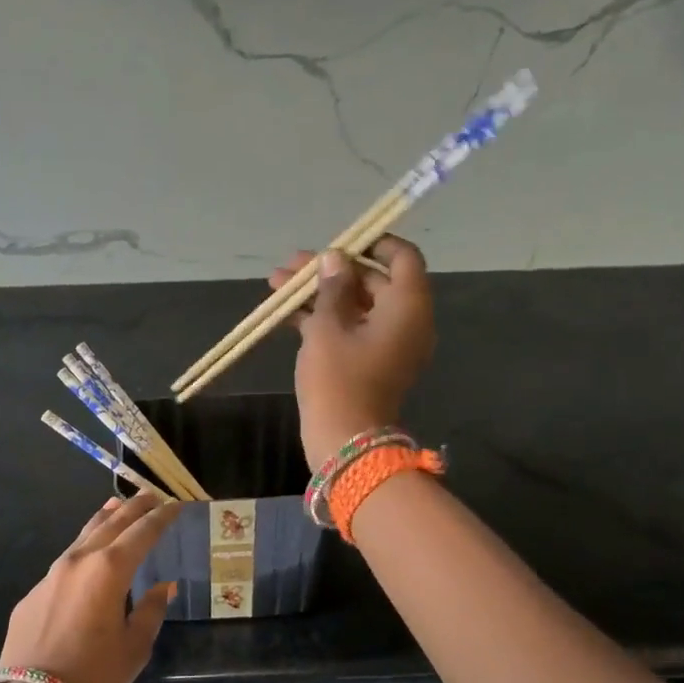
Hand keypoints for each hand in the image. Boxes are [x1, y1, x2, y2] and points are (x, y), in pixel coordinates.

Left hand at [0, 492, 180, 682]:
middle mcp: (79, 561)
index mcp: (110, 570)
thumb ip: (150, 610)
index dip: (161, 517)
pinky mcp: (33, 594)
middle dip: (133, 508)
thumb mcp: (135, 646)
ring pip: (83, 537)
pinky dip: (82, 550)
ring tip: (116, 507)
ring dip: (103, 521)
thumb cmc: (94, 676)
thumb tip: (162, 587)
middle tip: (151, 495)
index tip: (175, 504)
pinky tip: (87, 556)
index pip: (142, 533)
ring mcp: (51, 575)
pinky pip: (65, 562)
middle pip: (111, 524)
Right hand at [269, 236, 434, 463]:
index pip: (402, 258)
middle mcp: (404, 321)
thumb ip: (332, 287)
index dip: (372, 244)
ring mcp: (386, 344)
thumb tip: (334, 259)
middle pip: (372, 281)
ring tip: (276, 283)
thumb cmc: (338, 379)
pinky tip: (284, 312)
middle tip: (291, 265)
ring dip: (319, 293)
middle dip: (330, 270)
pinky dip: (322, 318)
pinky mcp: (368, 363)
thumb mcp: (328, 327)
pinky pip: (349, 329)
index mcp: (407, 306)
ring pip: (355, 306)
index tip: (339, 242)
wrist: (344, 440)